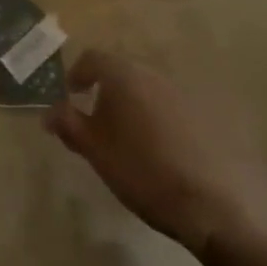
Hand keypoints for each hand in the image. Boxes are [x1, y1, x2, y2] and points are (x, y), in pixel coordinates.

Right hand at [47, 47, 266, 260]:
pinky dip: (160, 120)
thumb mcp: (96, 151)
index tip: (70, 97)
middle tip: (97, 122)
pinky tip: (161, 151)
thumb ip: (68, 124)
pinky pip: (173, 108)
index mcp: (124, 75)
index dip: (77, 75)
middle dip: (106, 91)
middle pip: (122, 72)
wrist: (217, 207)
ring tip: (128, 140)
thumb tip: (48, 110)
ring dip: (134, 106)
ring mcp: (185, 93)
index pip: (92, 59)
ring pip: (148, 90)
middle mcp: (154, 74)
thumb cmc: (145, 172)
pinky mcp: (209, 116)